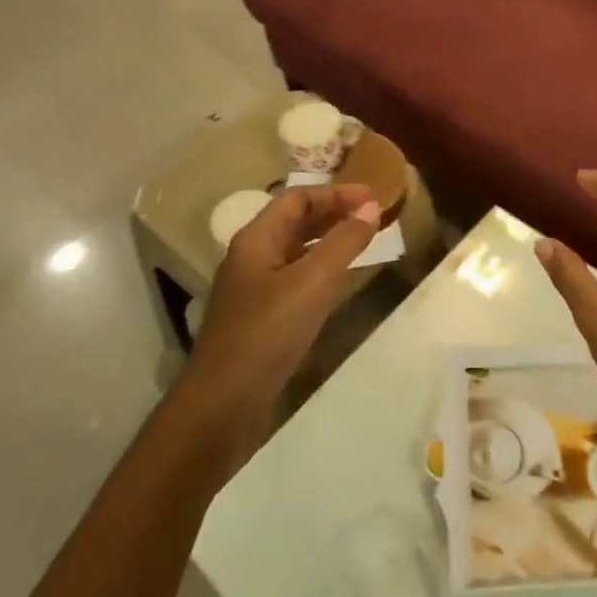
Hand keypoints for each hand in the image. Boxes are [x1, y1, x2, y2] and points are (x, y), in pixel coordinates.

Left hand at [179, 183, 381, 449]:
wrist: (223, 404)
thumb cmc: (267, 332)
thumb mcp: (312, 281)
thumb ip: (343, 242)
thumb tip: (371, 206)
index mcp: (256, 240)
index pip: (297, 198)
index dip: (336, 192)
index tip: (374, 196)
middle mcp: (251, 258)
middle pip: (294, 222)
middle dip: (333, 213)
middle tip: (373, 216)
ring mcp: (253, 290)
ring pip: (295, 251)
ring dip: (328, 241)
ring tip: (362, 242)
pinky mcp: (260, 319)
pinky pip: (295, 279)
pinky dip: (321, 271)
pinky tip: (339, 283)